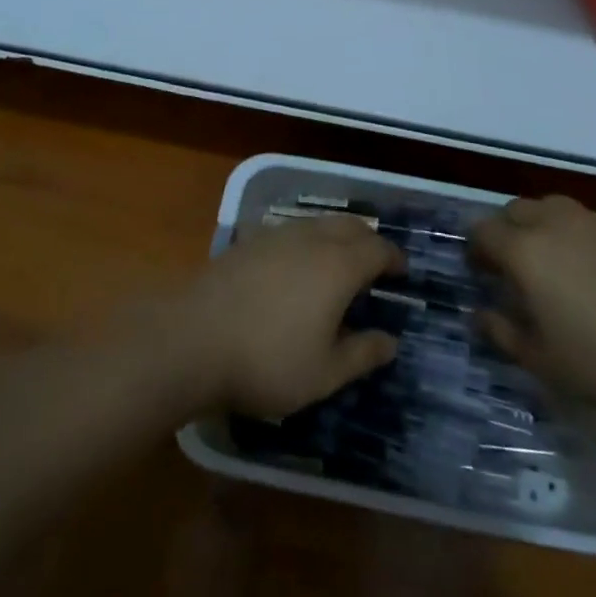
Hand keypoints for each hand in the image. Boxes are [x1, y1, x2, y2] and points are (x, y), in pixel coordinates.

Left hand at [181, 214, 404, 418]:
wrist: (193, 339)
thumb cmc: (267, 361)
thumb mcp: (324, 373)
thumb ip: (362, 354)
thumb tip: (391, 340)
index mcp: (338, 265)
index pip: (377, 249)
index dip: (394, 258)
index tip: (402, 272)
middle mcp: (312, 238)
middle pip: (350, 226)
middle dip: (369, 240)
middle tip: (376, 264)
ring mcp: (277, 234)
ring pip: (319, 223)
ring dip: (338, 235)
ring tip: (340, 261)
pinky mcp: (249, 241)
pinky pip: (292, 230)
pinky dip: (308, 240)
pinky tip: (297, 264)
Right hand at [471, 195, 595, 412]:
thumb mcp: (540, 360)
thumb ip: (501, 332)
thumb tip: (478, 314)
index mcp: (525, 250)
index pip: (483, 231)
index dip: (476, 248)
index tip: (480, 270)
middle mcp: (554, 223)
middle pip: (516, 210)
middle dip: (507, 230)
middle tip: (513, 264)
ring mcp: (593, 222)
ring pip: (553, 208)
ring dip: (542, 226)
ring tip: (553, 260)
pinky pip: (589, 223)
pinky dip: (579, 237)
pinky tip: (594, 270)